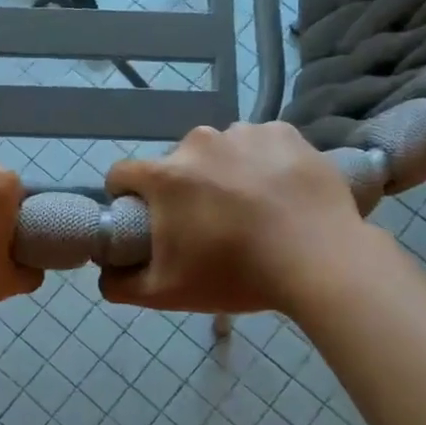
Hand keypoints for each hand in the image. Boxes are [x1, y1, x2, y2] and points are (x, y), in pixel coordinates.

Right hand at [101, 122, 374, 315]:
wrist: (322, 261)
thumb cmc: (236, 275)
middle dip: (182, 189)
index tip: (145, 220)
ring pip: (218, 151)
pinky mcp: (284, 132)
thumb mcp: (166, 293)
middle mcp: (198, 141)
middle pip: (175, 163)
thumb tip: (103, 273)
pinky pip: (259, 143)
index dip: (126, 197)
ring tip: (251, 208)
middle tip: (208, 224)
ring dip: (223, 172)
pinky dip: (262, 162)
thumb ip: (120, 284)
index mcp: (164, 175)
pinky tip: (279, 191)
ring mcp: (244, 132)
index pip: (122, 174)